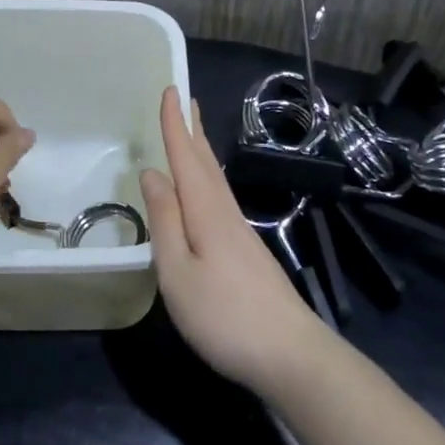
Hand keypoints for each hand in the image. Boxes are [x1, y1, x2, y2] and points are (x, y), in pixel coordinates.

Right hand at [140, 87, 321, 390]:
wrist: (292, 356)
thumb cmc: (225, 316)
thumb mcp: (178, 271)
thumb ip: (164, 220)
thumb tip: (152, 172)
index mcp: (206, 212)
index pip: (187, 158)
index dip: (175, 125)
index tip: (170, 89)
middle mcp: (226, 214)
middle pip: (207, 163)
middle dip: (193, 130)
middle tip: (184, 99)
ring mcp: (241, 234)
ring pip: (216, 180)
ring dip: (202, 152)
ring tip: (192, 134)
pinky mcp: (249, 253)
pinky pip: (221, 199)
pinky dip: (208, 180)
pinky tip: (206, 192)